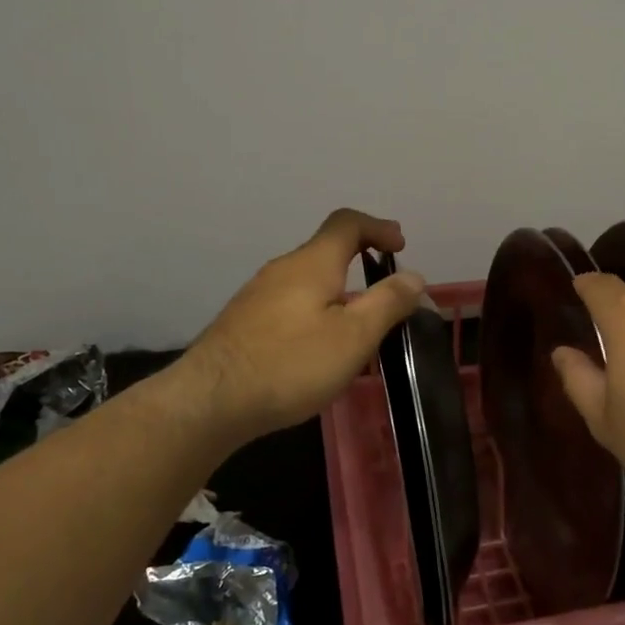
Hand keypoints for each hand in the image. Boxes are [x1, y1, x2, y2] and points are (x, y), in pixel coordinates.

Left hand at [181, 209, 425, 440]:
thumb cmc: (290, 364)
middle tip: (387, 292)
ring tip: (358, 327)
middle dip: (361, 261)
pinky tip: (318, 348)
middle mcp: (282, 269)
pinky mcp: (244, 322)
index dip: (378, 227)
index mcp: (313, 263)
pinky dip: (316, 310)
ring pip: (308, 280)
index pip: (347, 223)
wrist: (210, 401)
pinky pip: (290, 303)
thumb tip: (414, 276)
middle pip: (327, 251)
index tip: (400, 246)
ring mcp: (258, 295)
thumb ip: (388, 302)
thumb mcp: (354, 336)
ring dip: (339, 291)